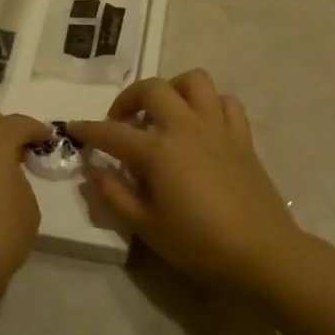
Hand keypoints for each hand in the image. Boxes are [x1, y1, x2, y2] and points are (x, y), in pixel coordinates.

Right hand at [71, 71, 303, 292]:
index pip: (112, 132)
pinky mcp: (243, 137)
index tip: (73, 127)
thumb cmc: (198, 244)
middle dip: (129, 98)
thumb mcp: (146, 227)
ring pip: (194, 81)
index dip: (88, 129)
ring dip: (172, 89)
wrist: (261, 252)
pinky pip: (226, 102)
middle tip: (121, 122)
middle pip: (152, 89)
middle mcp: (186, 127)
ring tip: (164, 113)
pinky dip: (210, 105)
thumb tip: (93, 171)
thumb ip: (115, 195)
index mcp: (158, 151)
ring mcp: (218, 127)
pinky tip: (202, 125)